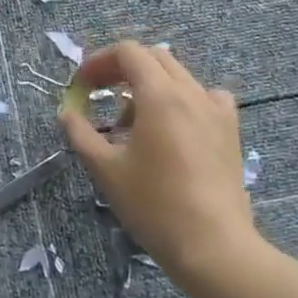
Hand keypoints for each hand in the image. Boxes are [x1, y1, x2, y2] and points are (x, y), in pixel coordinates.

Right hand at [58, 41, 263, 277]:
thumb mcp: (105, 169)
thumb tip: (66, 112)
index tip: (82, 86)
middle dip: (122, 69)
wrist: (212, 245)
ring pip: (179, 76)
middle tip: (99, 94)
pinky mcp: (230, 130)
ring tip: (132, 121)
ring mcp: (215, 110)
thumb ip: (81, 133)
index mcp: (159, 95)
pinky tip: (174, 128)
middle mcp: (191, 92)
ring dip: (150, 85)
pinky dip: (183, 101)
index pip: (128, 52)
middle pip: (154, 58)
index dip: (99, 61)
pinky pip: (205, 97)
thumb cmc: (153, 204)